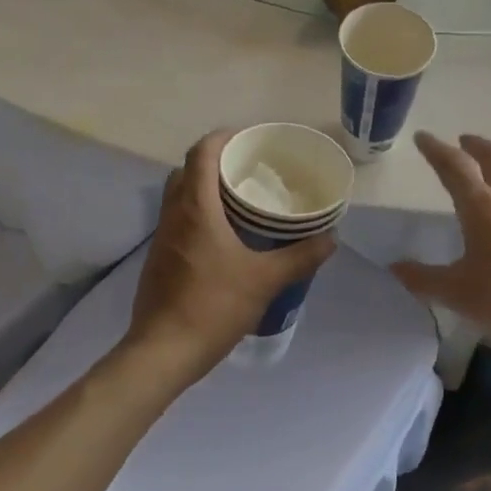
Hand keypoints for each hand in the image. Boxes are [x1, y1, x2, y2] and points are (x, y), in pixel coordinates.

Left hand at [127, 131, 336, 381]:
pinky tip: (224, 236)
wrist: (161, 353)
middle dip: (215, 161)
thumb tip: (331, 238)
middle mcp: (173, 215)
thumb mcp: (265, 281)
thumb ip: (300, 257)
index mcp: (196, 208)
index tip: (248, 139)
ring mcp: (162, 238)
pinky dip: (198, 214)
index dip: (222, 137)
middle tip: (248, 168)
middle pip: (187, 170)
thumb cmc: (212, 306)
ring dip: (205, 188)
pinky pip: (178, 220)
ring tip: (240, 200)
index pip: (201, 153)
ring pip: (179, 196)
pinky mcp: (159, 259)